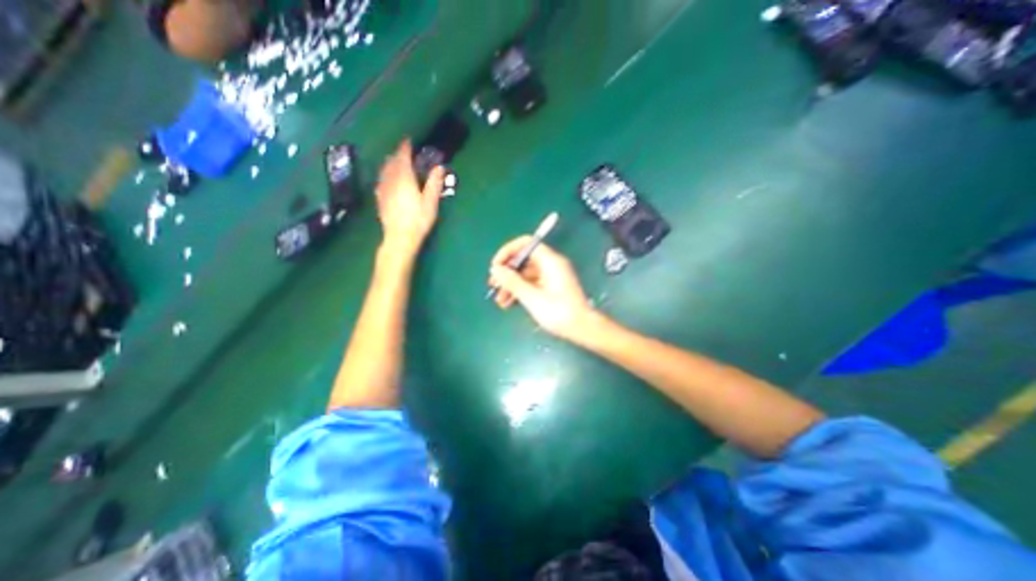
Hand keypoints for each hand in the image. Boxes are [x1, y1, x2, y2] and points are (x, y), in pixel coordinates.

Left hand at [379, 137, 448, 255]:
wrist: (400, 237)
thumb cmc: (418, 220)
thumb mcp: (430, 202)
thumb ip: (434, 183)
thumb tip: (439, 167)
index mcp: (405, 179)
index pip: (403, 158)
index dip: (405, 148)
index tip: (408, 140)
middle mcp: (391, 181)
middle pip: (392, 163)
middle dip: (397, 155)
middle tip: (403, 151)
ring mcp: (383, 190)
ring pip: (384, 171)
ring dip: (389, 163)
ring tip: (393, 161)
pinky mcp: (380, 200)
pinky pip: (380, 182)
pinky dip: (384, 175)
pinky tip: (385, 179)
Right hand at [485, 236, 589, 336]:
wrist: (583, 329)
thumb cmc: (559, 312)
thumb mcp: (532, 297)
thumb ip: (513, 282)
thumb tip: (496, 269)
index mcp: (550, 261)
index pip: (526, 244)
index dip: (508, 251)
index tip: (496, 265)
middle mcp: (551, 265)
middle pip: (524, 260)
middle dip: (507, 271)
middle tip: (493, 284)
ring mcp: (551, 277)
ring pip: (526, 274)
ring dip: (511, 285)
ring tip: (499, 300)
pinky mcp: (551, 288)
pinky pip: (532, 284)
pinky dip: (520, 291)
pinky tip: (509, 303)